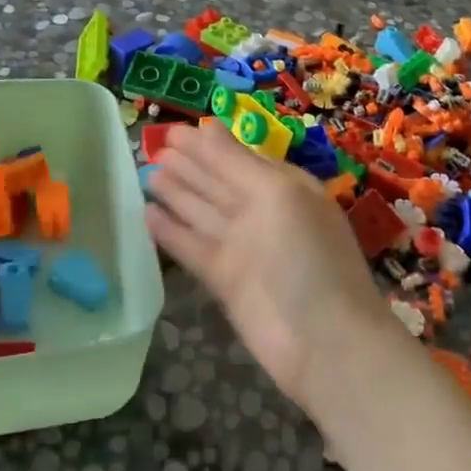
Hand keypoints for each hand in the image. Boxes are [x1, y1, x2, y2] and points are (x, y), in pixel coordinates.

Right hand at [146, 120, 393, 413]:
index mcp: (283, 187)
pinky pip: (192, 247)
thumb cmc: (308, 256)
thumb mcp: (277, 196)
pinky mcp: (224, 280)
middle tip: (151, 146)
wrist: (325, 344)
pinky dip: (170, 232)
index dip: (206, 144)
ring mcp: (243, 248)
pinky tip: (146, 214)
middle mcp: (262, 213)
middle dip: (187, 164)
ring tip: (145, 173)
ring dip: (175, 192)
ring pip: (201, 212)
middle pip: (216, 182)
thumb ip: (235, 162)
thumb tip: (205, 126)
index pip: (238, 157)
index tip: (171, 130)